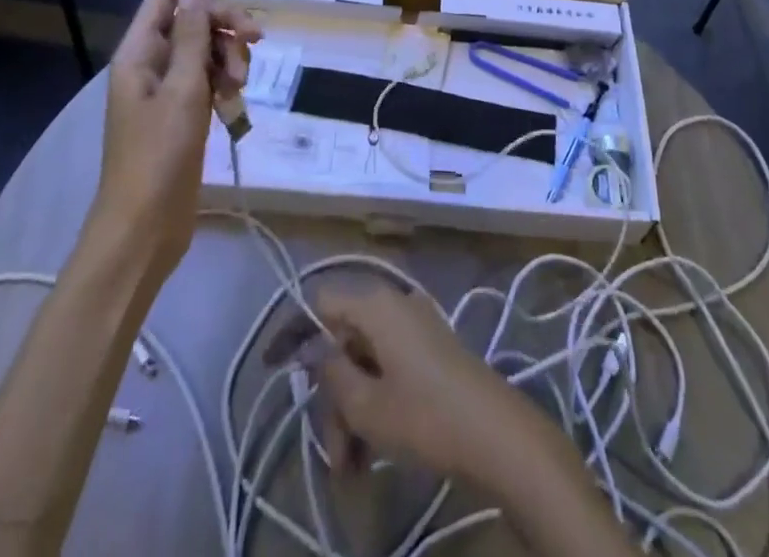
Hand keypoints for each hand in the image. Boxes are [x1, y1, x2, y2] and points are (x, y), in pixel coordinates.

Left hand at [92, 0, 258, 274]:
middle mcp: (151, 65)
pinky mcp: (184, 113)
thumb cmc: (158, 156)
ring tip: (240, 84)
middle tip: (258, 37)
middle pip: (193, 22)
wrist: (144, 227)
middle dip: (226, 23)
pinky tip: (235, 100)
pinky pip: (210, 79)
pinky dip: (227, 81)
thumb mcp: (181, 92)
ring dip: (230, 56)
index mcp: (139, 54)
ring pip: (207, 50)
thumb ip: (191, 40)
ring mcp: (168, 91)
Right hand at [307, 284, 554, 494]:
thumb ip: (332, 373)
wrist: (495, 432)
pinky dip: (374, 404)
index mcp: (377, 303)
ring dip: (351, 412)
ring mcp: (415, 325)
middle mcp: (394, 303)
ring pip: (365, 361)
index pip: (321, 301)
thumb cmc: (425, 414)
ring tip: (351, 467)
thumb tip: (314, 349)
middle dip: (331, 398)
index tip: (272, 367)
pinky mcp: (429, 349)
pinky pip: (387, 367)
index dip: (294, 332)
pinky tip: (370, 452)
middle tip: (333, 454)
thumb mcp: (366, 404)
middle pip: (344, 340)